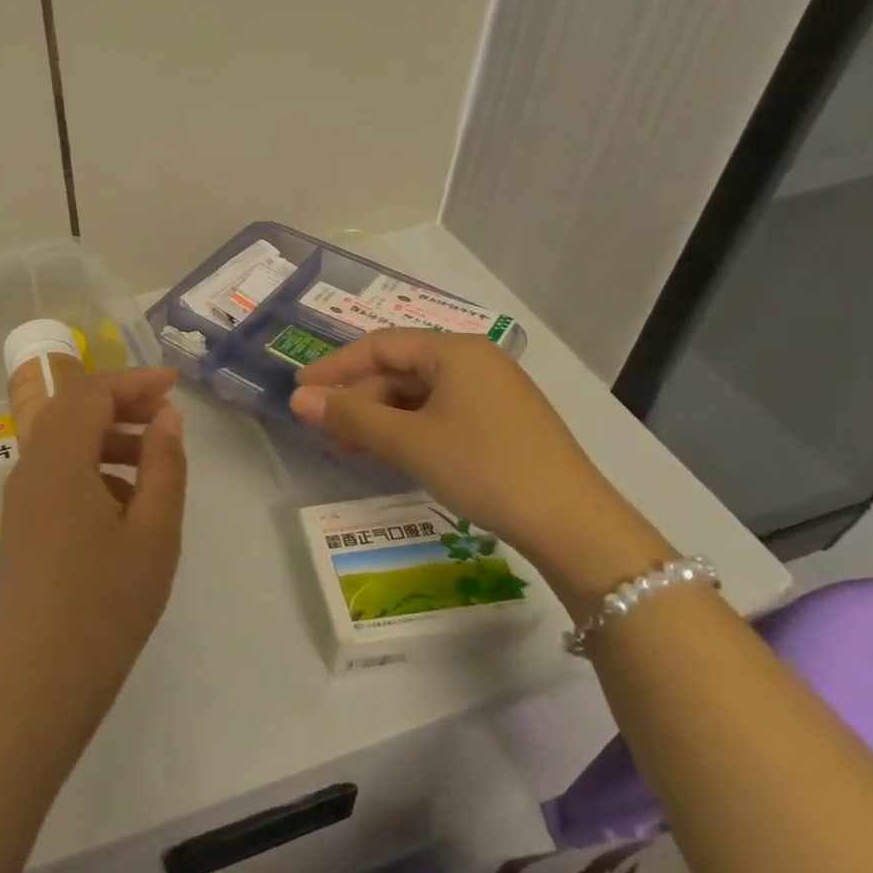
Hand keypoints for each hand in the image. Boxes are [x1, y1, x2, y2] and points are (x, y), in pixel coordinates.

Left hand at [0, 368, 186, 746]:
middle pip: (71, 410)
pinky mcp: (20, 525)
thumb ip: (164, 465)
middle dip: (120, 402)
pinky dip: (90, 467)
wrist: (41, 681)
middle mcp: (30, 468)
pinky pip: (55, 474)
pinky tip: (124, 502)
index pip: (91, 393)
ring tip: (153, 457)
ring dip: (106, 436)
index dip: (133, 381)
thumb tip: (166, 417)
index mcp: (58, 461)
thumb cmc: (107, 604)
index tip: (174, 383)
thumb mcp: (154, 532)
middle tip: (165, 411)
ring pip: (62, 442)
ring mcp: (20, 498)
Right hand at [288, 331, 670, 606]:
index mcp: (455, 351)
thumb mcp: (409, 441)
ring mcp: (492, 393)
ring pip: (418, 396)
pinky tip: (391, 455)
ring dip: (380, 418)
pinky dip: (409, 431)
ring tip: (350, 448)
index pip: (379, 345)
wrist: (574, 526)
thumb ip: (351, 416)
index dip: (335, 366)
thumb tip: (298, 399)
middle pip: (399, 370)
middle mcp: (475, 362)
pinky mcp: (501, 424)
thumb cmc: (484, 468)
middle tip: (324, 429)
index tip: (300, 391)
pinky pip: (440, 414)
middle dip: (358, 399)